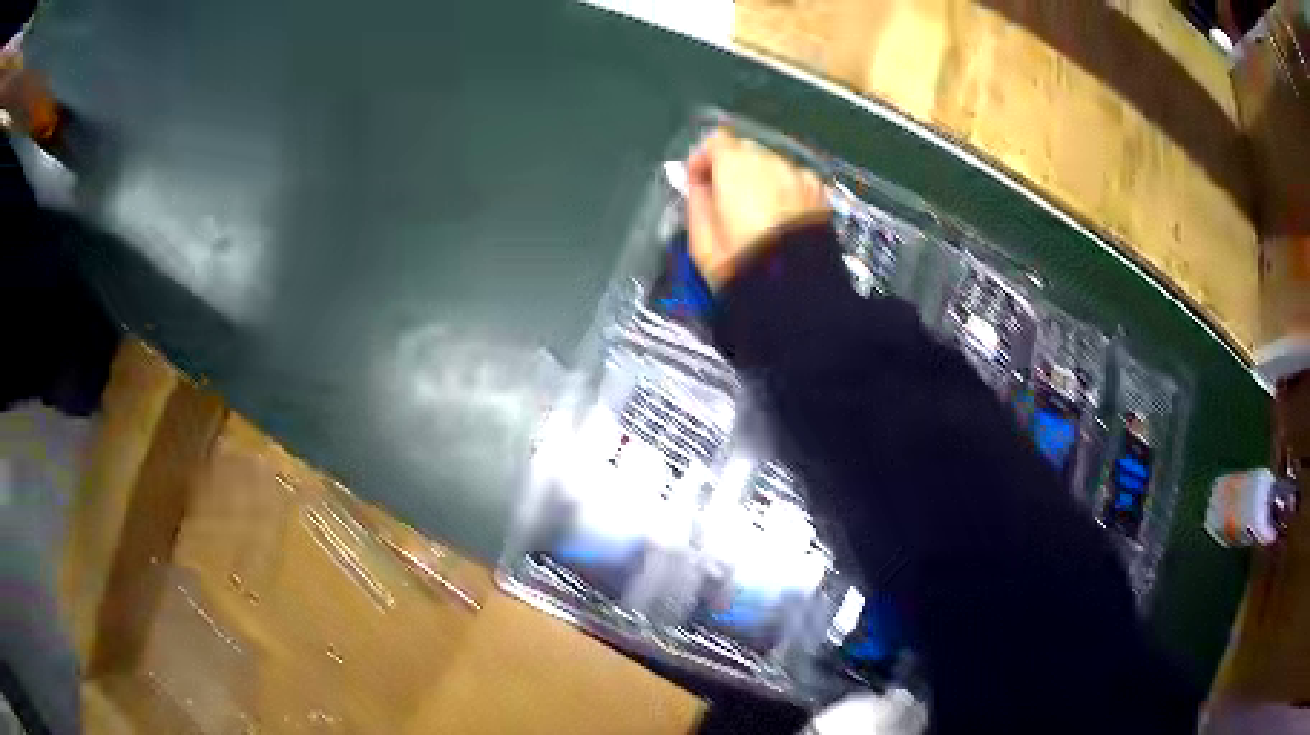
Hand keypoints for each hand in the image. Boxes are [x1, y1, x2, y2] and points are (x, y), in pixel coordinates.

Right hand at [686, 129, 829, 289]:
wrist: (795, 289)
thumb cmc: (740, 262)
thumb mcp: (701, 238)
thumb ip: (697, 201)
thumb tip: (699, 185)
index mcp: (735, 165)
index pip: (715, 142)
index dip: (704, 160)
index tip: (699, 183)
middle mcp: (770, 161)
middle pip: (747, 151)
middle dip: (735, 170)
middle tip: (728, 201)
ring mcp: (799, 175)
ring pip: (774, 167)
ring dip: (763, 181)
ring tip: (759, 214)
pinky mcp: (821, 194)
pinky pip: (796, 183)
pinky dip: (787, 192)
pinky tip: (784, 220)